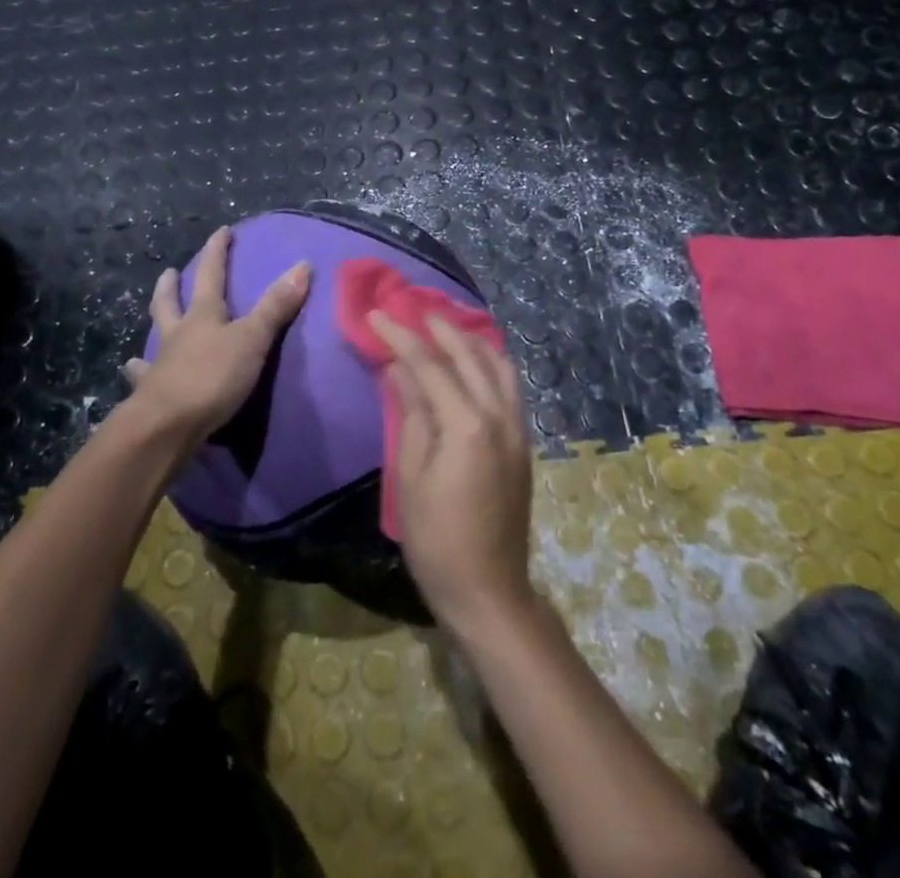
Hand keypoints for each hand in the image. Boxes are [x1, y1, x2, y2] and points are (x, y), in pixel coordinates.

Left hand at [122, 225, 310, 449]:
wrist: (167, 425)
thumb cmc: (212, 377)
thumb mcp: (253, 339)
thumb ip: (276, 306)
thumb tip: (302, 265)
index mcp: (203, 316)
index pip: (212, 275)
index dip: (217, 252)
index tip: (222, 232)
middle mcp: (178, 334)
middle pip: (171, 303)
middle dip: (172, 286)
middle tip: (169, 272)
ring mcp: (160, 364)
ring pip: (156, 337)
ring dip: (155, 326)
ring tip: (151, 322)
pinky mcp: (151, 395)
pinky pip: (143, 378)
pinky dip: (139, 372)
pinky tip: (132, 371)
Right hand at [371, 311, 535, 634]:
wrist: (489, 591)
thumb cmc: (437, 540)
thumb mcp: (410, 476)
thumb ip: (411, 414)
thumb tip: (400, 367)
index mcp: (467, 425)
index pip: (430, 364)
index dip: (400, 336)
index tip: (376, 314)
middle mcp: (499, 416)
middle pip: (469, 354)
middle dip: (438, 326)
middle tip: (410, 309)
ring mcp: (517, 428)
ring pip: (498, 364)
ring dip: (470, 339)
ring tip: (442, 326)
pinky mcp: (522, 442)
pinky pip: (509, 385)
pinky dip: (489, 361)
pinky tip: (471, 360)